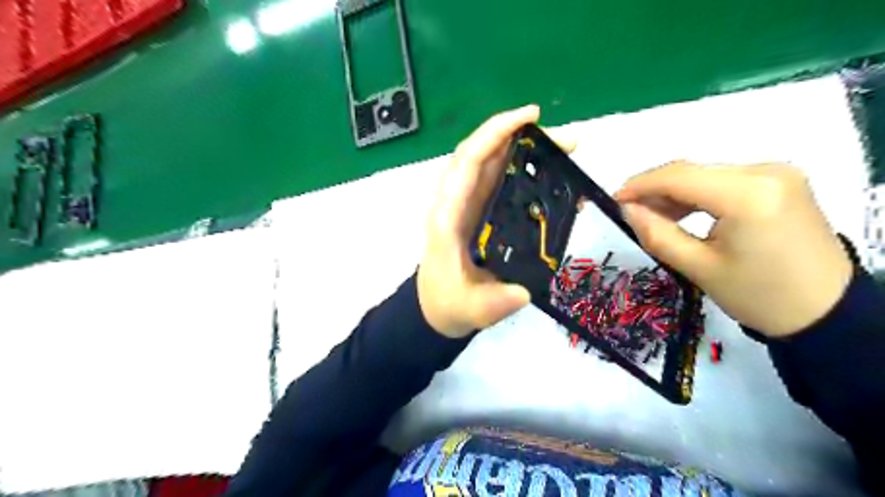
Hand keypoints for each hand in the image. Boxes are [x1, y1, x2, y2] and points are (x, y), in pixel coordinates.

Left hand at [419, 106, 576, 336]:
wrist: (437, 307)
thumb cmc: (447, 302)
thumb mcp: (470, 309)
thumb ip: (494, 302)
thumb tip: (522, 290)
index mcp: (448, 215)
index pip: (468, 161)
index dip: (495, 133)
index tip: (531, 117)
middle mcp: (455, 201)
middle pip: (483, 154)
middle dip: (522, 137)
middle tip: (566, 142)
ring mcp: (467, 204)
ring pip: (491, 163)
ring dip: (524, 149)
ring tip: (564, 151)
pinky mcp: (478, 211)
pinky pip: (497, 179)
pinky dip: (521, 168)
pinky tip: (547, 173)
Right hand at [616, 160, 849, 338]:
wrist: (826, 311)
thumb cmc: (758, 296)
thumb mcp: (698, 268)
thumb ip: (656, 234)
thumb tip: (628, 209)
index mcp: (748, 195)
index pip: (679, 176)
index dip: (640, 185)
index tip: (614, 199)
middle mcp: (766, 171)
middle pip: (693, 172)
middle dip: (656, 190)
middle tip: (631, 213)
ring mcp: (777, 174)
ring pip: (706, 174)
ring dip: (675, 193)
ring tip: (655, 218)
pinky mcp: (780, 182)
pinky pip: (724, 180)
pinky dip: (698, 194)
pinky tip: (684, 213)